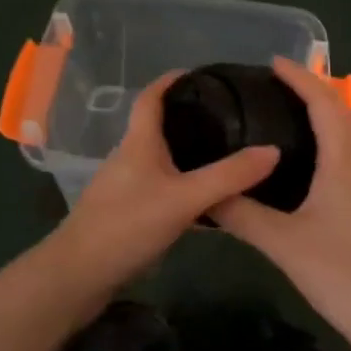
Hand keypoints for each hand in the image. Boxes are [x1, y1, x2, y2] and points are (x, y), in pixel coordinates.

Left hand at [53, 71, 278, 292]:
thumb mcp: (184, 198)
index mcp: (139, 142)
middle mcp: (130, 158)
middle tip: (230, 119)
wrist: (78, 276)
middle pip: (159, 128)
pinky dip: (184, 188)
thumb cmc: (127, 224)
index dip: (171, 80)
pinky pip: (161, 191)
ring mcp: (125, 188)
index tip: (200, 74)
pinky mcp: (126, 215)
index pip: (151, 97)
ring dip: (189, 156)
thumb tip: (273, 150)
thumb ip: (228, 176)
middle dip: (190, 119)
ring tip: (227, 157)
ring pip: (162, 162)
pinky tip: (208, 205)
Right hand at [211, 58, 350, 340]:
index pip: (324, 103)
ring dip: (330, 114)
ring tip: (294, 115)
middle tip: (279, 87)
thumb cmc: (339, 272)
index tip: (275, 62)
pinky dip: (337, 138)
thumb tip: (206, 195)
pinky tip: (315, 160)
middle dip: (316, 90)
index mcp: (344, 161)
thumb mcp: (282, 243)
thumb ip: (242, 215)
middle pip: (345, 111)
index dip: (301, 78)